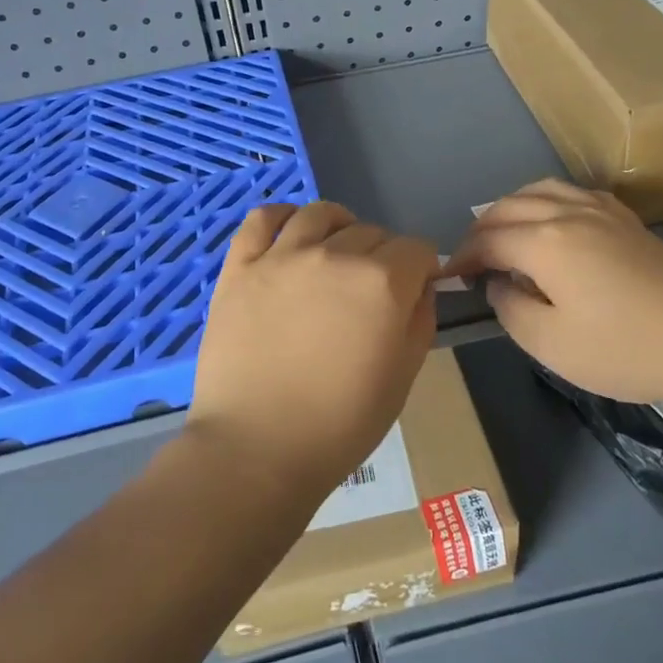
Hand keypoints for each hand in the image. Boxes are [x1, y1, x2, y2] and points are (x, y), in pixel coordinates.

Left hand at [190, 202, 438, 505]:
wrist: (257, 448)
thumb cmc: (339, 424)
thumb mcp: (403, 377)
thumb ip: (419, 320)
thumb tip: (420, 286)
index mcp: (382, 282)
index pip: (416, 248)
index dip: (421, 267)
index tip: (414, 289)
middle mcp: (335, 254)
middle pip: (372, 230)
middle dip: (383, 255)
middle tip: (371, 290)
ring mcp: (282, 255)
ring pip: (321, 214)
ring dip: (339, 227)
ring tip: (335, 252)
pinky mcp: (241, 265)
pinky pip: (263, 218)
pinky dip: (282, 216)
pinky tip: (290, 232)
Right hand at [445, 179, 662, 404]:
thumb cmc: (624, 347)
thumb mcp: (550, 344)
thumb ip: (511, 309)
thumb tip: (499, 285)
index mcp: (544, 241)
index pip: (489, 240)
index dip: (465, 257)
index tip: (451, 278)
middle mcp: (568, 213)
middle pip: (510, 207)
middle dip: (482, 229)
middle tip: (472, 258)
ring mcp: (602, 212)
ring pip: (543, 190)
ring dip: (513, 207)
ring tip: (504, 232)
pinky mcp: (629, 221)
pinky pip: (575, 194)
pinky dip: (549, 201)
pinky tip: (555, 222)